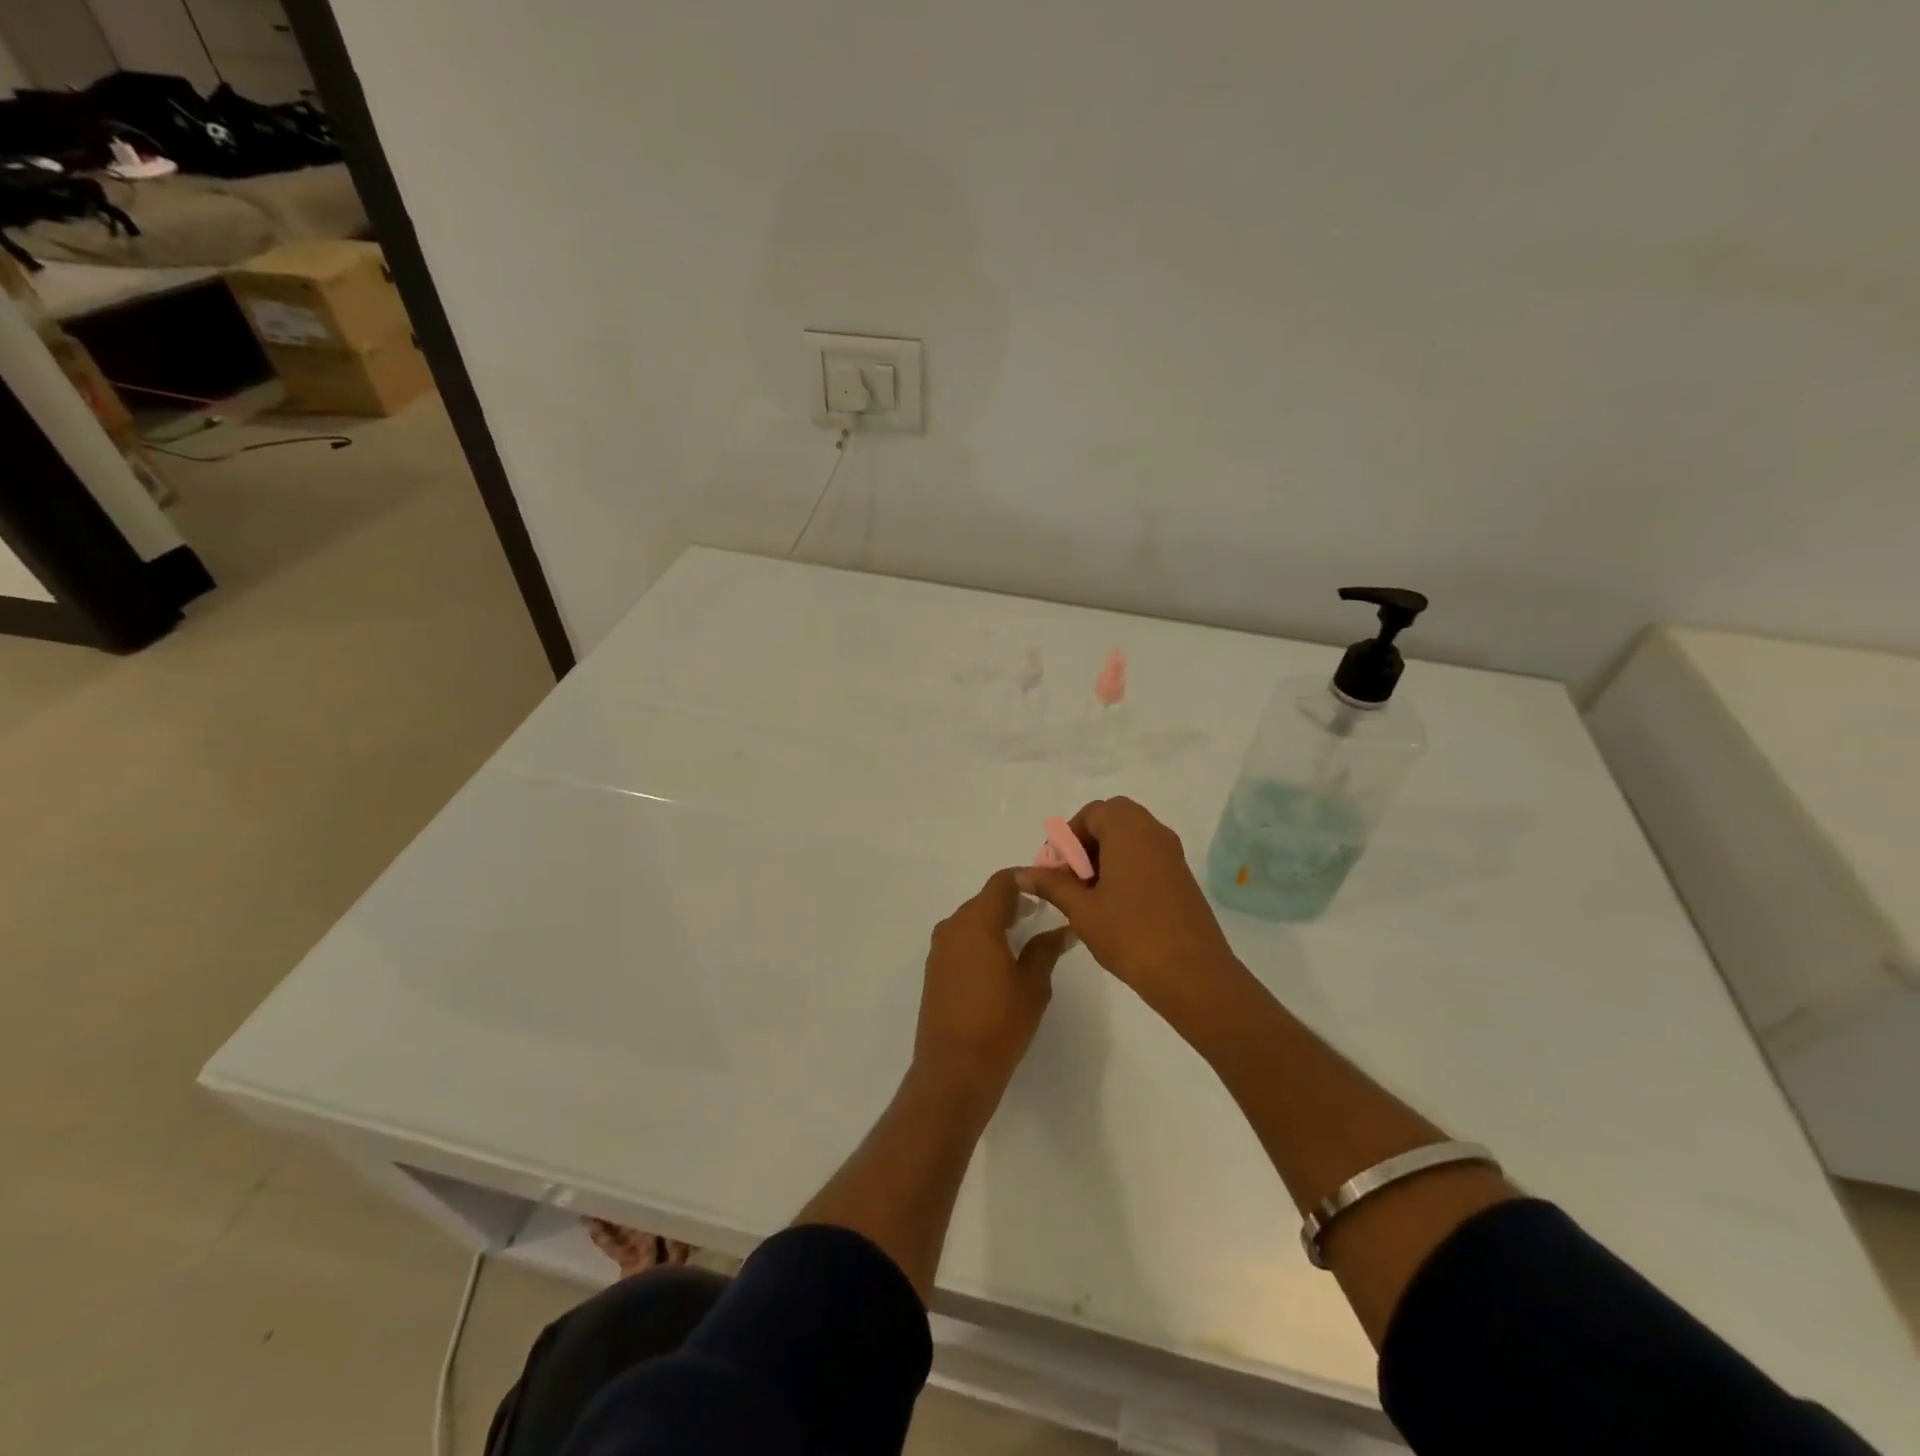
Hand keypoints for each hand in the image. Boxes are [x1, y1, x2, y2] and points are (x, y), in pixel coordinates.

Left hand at [914, 869, 1074, 1103]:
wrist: (953, 1069)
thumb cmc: (1000, 1022)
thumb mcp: (1033, 984)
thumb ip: (1047, 949)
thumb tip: (1065, 928)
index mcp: (978, 921)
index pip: (1002, 882)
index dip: (1027, 878)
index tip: (1050, 887)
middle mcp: (953, 926)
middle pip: (985, 899)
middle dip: (1014, 901)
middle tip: (1044, 911)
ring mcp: (939, 948)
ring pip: (972, 920)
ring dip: (996, 921)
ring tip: (1026, 935)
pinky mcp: (934, 970)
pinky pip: (961, 940)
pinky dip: (981, 940)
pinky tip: (1001, 959)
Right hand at [1015, 797, 1237, 1015]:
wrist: (1192, 974)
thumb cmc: (1131, 935)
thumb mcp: (1082, 910)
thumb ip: (1052, 884)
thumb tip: (1022, 872)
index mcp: (1128, 830)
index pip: (1092, 813)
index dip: (1068, 837)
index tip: (1056, 869)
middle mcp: (1153, 832)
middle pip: (1113, 818)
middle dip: (1087, 841)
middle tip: (1072, 876)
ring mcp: (1172, 853)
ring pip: (1132, 836)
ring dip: (1106, 853)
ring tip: (1089, 893)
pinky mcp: (1181, 876)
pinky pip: (1148, 854)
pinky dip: (1127, 865)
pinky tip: (1114, 903)